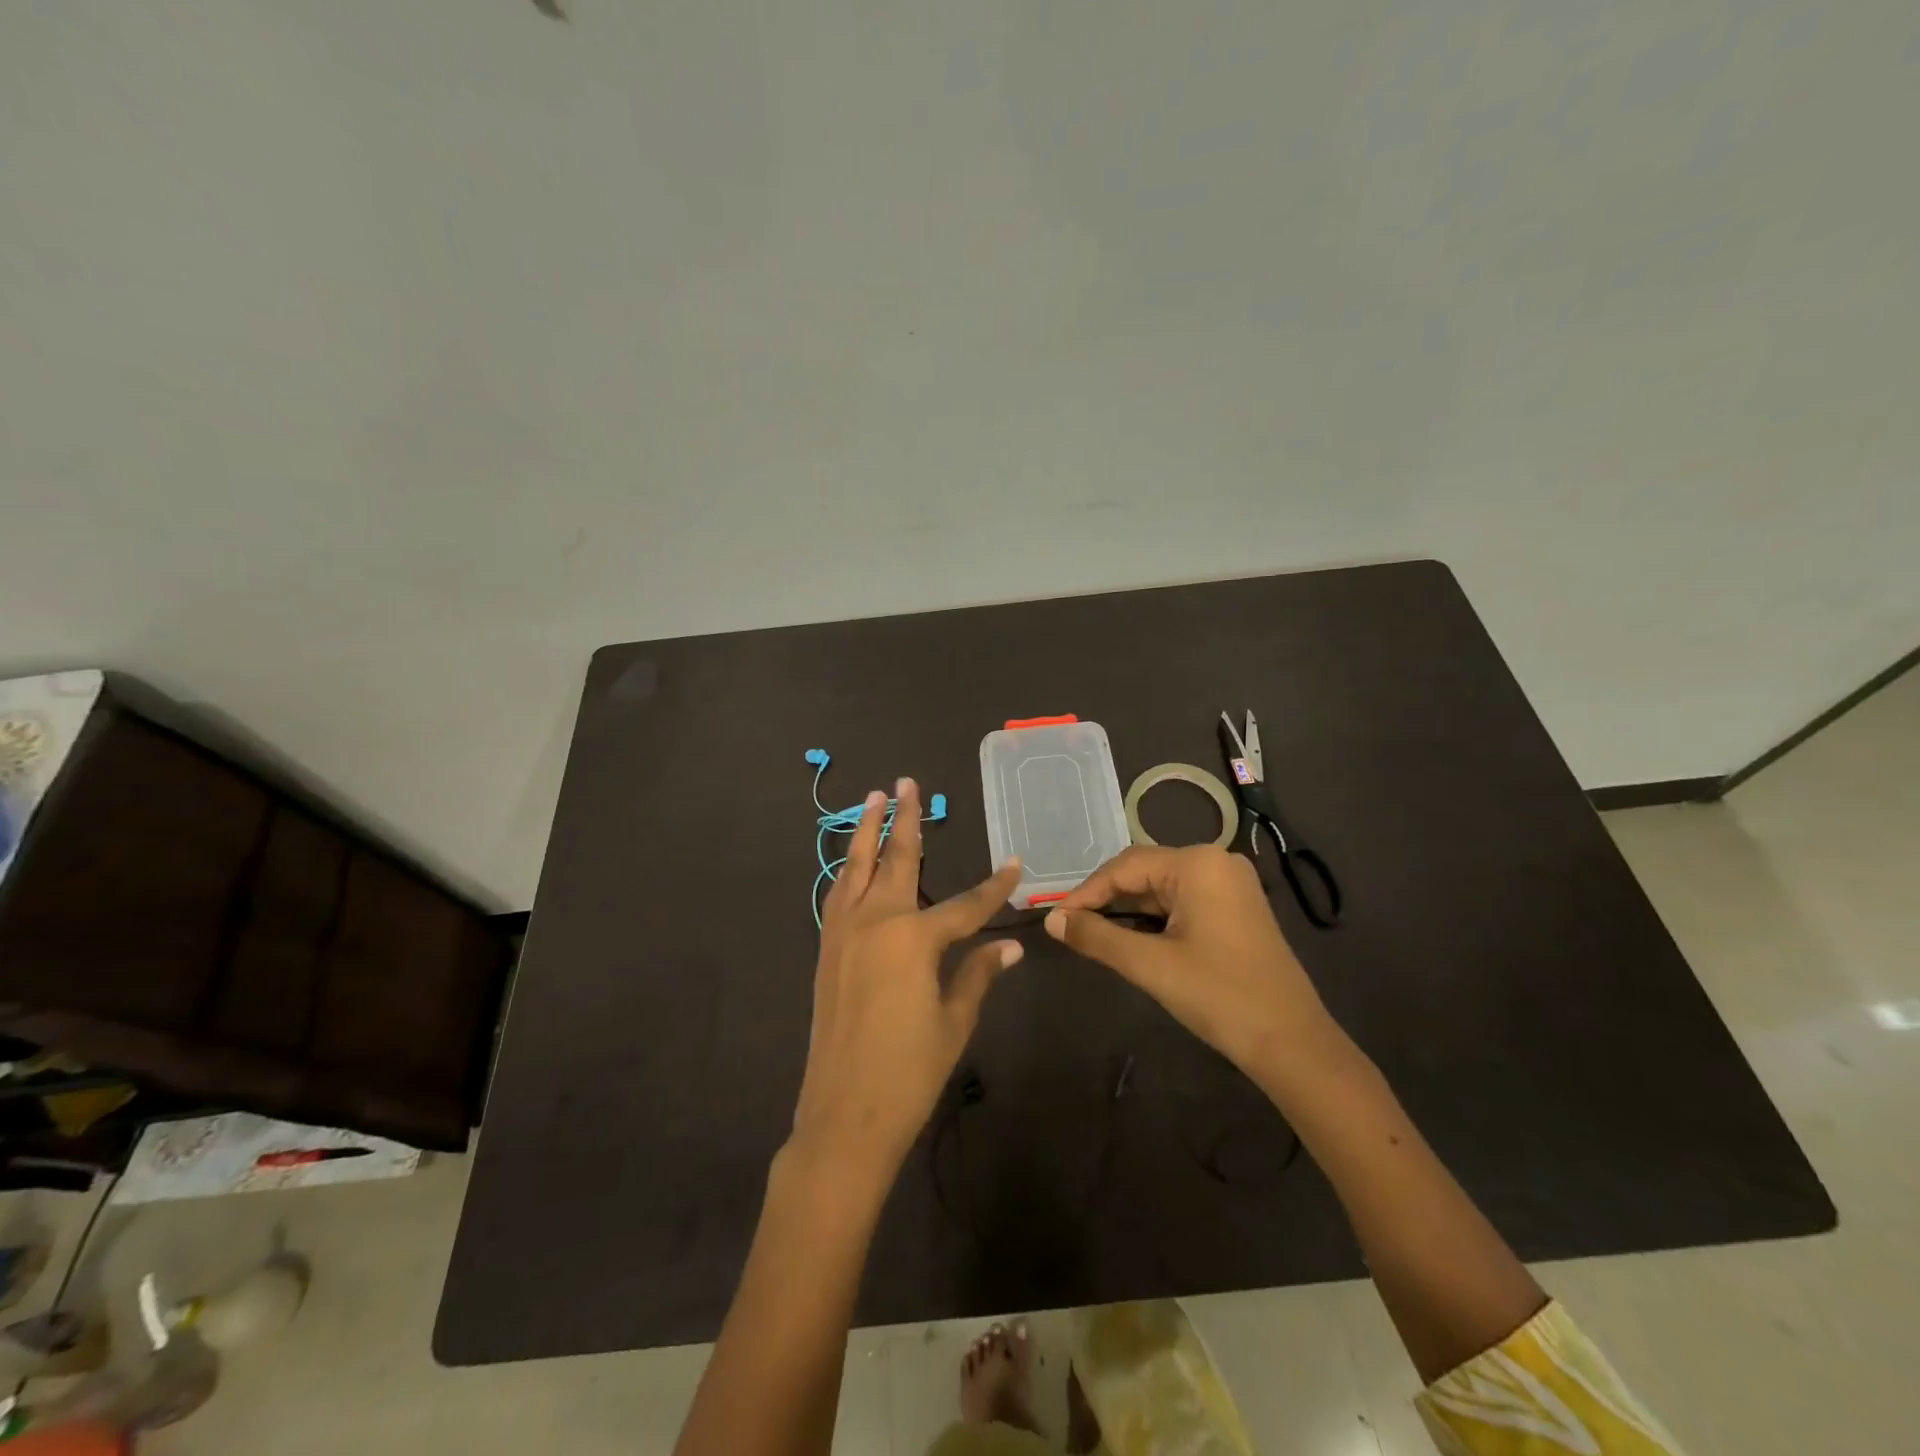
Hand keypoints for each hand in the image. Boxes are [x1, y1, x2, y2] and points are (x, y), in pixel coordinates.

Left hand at [791, 778, 1023, 1189]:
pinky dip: (847, 870)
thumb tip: (1011, 946)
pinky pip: (838, 894)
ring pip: (857, 867)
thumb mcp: (954, 1021)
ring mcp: (845, 932)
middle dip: (908, 820)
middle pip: (899, 860)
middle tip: (909, 783)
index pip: (968, 904)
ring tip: (875, 798)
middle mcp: (877, 921)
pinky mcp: (827, 948)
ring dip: (867, 830)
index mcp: (916, 938)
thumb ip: (979, 974)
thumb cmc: (909, 1072)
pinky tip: (852, 860)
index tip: (1015, 863)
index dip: (996, 886)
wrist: (843, 1115)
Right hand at [1044, 844, 1338, 1074]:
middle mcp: (1216, 861)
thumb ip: (1096, 937)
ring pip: (1163, 887)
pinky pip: (1184, 900)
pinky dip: (1156, 917)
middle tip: (1073, 928)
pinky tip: (1137, 938)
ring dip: (1130, 910)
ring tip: (1097, 935)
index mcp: (1198, 863)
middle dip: (1108, 899)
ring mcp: (1231, 883)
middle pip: (1144, 871)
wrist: (1292, 1043)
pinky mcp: (1238, 906)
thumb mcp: (1150, 965)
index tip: (1057, 919)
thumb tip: (1053, 920)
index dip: (1086, 892)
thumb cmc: (1219, 996)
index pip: (1124, 866)